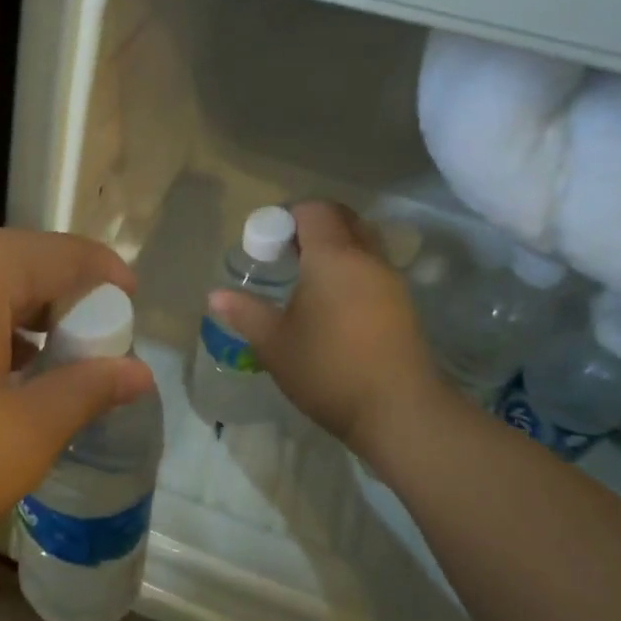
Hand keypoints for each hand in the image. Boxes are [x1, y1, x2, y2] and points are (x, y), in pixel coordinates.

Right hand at [207, 202, 451, 469]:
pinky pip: (373, 269)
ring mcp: (391, 281)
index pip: (314, 210)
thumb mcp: (274, 343)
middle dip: (312, 227)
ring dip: (335, 249)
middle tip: (285, 255)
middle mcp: (367, 258)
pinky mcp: (404, 305)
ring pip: (363, 243)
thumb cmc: (328, 369)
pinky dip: (352, 271)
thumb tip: (215, 295)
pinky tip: (333, 306)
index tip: (266, 243)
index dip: (287, 216)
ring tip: (307, 281)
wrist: (399, 411)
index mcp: (332, 257)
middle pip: (343, 219)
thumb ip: (244, 313)